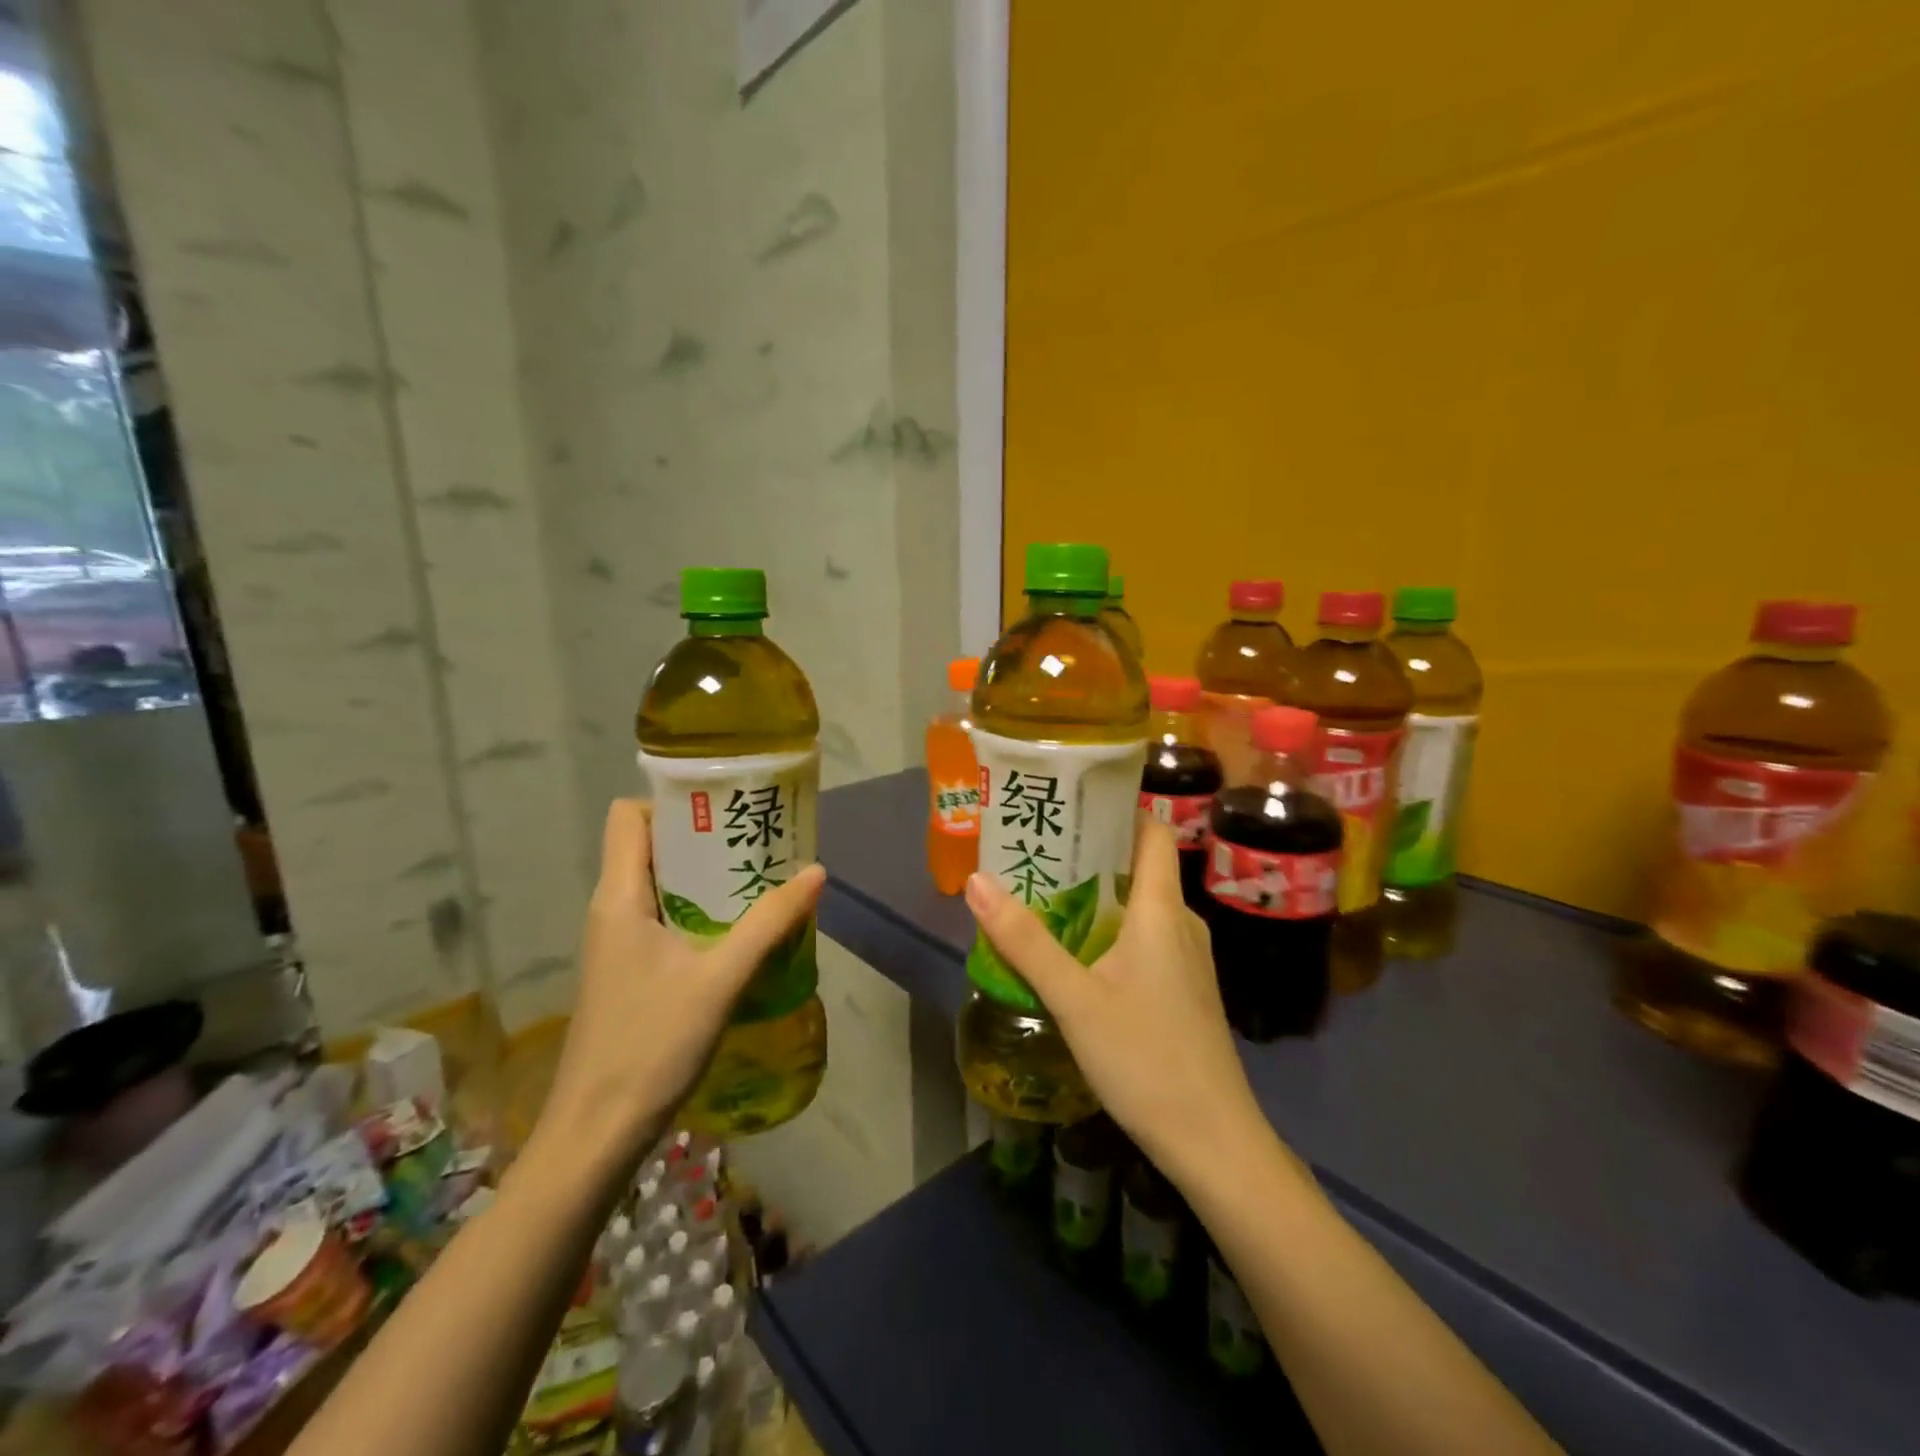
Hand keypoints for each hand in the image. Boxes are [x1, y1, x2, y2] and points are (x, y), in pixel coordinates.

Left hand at [535, 799, 824, 1165]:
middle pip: (651, 845)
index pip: (628, 816)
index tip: (723, 808)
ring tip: (759, 878)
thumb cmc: (651, 1044)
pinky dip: (700, 910)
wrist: (597, 1133)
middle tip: (758, 839)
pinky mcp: (629, 970)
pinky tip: (740, 930)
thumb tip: (816, 872)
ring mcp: (617, 942)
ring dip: (706, 877)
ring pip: (661, 884)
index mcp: (620, 896)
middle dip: (703, 837)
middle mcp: (612, 909)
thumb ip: (769, 923)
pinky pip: (664, 917)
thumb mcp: (721, 979)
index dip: (671, 802)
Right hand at [965, 819, 1267, 1175]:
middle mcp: (1181, 923)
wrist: (1213, 1140)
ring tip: (1047, 896)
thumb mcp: (1074, 999)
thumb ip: (1025, 941)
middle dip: (1092, 854)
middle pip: (1140, 866)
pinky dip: (1113, 929)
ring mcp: (1188, 959)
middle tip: (1039, 851)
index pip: (1152, 832)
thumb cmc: (1146, 1059)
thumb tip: (977, 881)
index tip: (1072, 804)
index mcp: (1160, 910)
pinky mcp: (1186, 989)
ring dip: (1099, 895)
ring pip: (1142, 906)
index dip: (1118, 809)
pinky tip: (1079, 953)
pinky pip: (1147, 938)